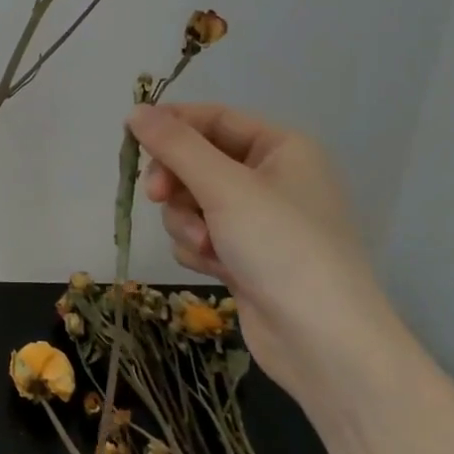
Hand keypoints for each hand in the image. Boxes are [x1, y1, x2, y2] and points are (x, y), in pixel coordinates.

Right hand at [128, 104, 413, 406]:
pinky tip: (216, 270)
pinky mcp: (245, 256)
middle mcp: (271, 178)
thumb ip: (176, 146)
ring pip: (192, 203)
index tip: (130, 139)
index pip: (213, 118)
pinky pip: (201, 235)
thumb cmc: (281, 247)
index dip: (172, 125)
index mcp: (281, 148)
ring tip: (206, 248)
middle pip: (197, 162)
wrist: (323, 342)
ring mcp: (258, 220)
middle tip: (156, 196)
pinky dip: (199, 250)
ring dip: (187, 223)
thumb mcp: (225, 187)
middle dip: (177, 184)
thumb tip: (136, 111)